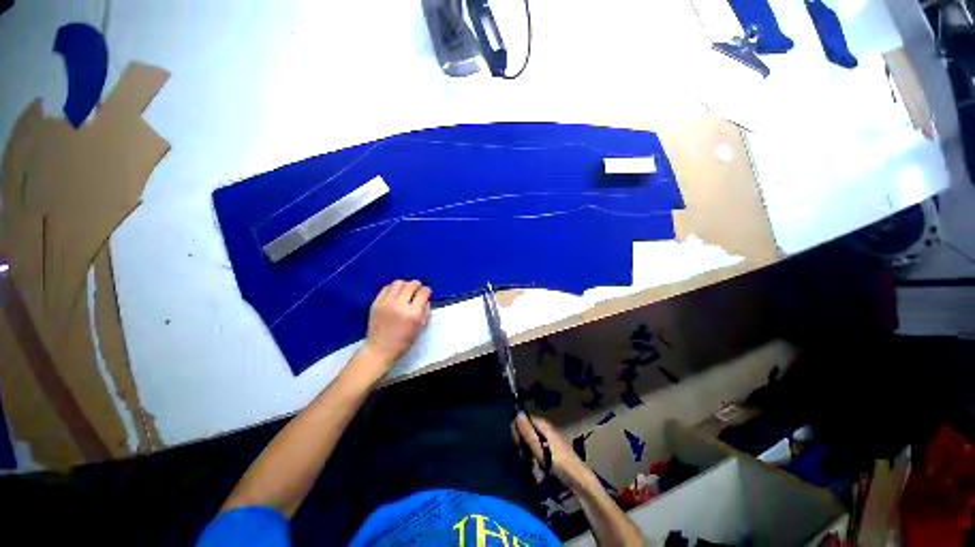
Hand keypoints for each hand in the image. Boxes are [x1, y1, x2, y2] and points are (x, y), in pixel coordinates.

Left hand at [362, 280, 431, 365]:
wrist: (380, 348)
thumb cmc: (403, 341)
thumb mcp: (421, 328)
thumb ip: (426, 312)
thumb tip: (426, 300)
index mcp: (414, 314)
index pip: (423, 293)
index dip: (426, 290)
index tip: (426, 292)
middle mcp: (401, 305)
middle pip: (411, 285)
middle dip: (417, 284)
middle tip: (417, 287)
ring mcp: (387, 303)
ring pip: (398, 283)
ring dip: (405, 284)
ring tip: (406, 288)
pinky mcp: (376, 303)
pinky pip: (386, 288)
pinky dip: (393, 288)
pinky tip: (395, 292)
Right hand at [513, 413, 597, 492]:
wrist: (580, 480)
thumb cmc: (559, 464)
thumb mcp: (540, 450)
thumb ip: (528, 432)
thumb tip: (517, 414)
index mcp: (543, 425)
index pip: (523, 419)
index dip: (517, 430)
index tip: (516, 446)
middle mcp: (546, 427)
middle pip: (527, 428)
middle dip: (521, 440)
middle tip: (521, 457)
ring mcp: (551, 437)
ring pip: (532, 438)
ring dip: (527, 448)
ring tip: (527, 462)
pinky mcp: (553, 447)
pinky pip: (538, 445)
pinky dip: (534, 452)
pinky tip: (535, 464)